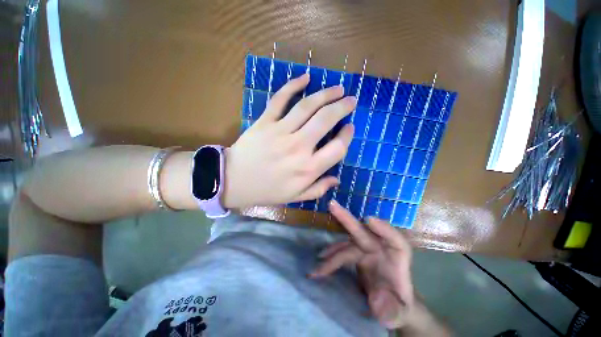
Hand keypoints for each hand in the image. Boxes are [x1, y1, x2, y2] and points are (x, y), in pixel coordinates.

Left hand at [223, 74, 355, 207]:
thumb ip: (318, 189)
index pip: (337, 148)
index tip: (350, 127)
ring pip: (307, 106)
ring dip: (325, 94)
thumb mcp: (295, 197)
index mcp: (307, 169)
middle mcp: (298, 147)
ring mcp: (280, 132)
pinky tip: (306, 78)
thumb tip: (336, 180)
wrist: (233, 181)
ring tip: (338, 88)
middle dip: (342, 107)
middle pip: (325, 120)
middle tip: (351, 100)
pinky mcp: (264, 122)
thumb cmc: (267, 191)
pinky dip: (293, 85)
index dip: (347, 136)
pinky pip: (280, 100)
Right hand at [310, 200, 414, 329]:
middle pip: (364, 232)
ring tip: (319, 258)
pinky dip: (331, 257)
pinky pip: (342, 252)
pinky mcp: (357, 253)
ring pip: (347, 243)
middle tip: (332, 205)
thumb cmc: (400, 306)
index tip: (368, 220)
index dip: (384, 228)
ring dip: (333, 248)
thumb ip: (393, 310)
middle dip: (347, 219)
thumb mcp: (400, 313)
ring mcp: (367, 249)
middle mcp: (381, 248)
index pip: (396, 241)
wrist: (391, 303)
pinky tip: (321, 263)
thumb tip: (377, 300)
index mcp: (397, 259)